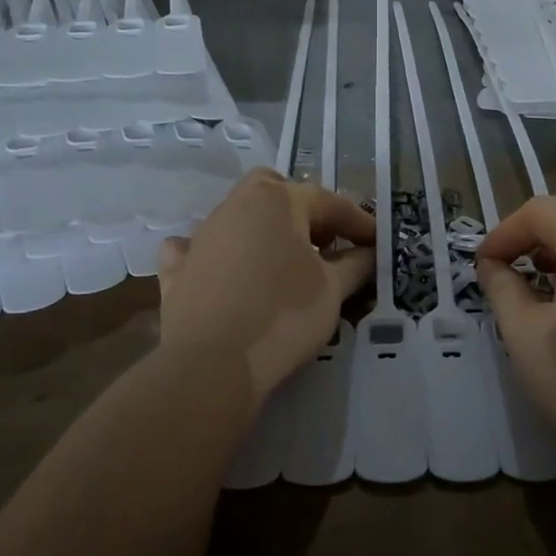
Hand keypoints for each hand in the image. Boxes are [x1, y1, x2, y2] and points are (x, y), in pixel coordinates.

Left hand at [158, 170, 374, 404]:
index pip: (329, 203)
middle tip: (324, 241)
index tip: (378, 243)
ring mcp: (201, 235)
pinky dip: (216, 254)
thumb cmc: (283, 316)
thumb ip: (356, 265)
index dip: (358, 223)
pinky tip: (226, 272)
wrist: (211, 363)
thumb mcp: (333, 290)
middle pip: (275, 191)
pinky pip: (198, 248)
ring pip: (238, 216)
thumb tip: (369, 253)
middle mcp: (236, 205)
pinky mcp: (177, 268)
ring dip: (264, 231)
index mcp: (277, 200)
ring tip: (284, 262)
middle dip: (303, 209)